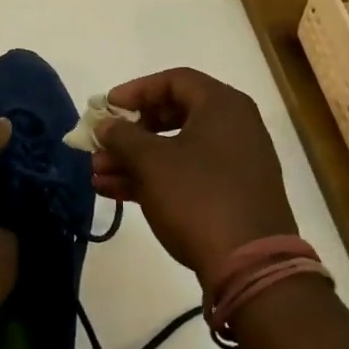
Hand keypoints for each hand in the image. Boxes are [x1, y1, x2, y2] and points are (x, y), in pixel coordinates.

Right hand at [91, 68, 297, 284]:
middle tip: (101, 142)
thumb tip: (105, 124)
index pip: (174, 80)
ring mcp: (234, 164)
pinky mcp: (229, 196)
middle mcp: (233, 128)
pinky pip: (185, 176)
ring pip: (175, 149)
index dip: (136, 90)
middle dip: (130, 131)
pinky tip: (114, 191)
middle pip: (173, 115)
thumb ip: (122, 136)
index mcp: (222, 106)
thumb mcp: (151, 162)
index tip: (107, 107)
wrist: (251, 267)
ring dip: (134, 159)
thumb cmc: (198, 197)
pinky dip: (152, 179)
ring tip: (97, 173)